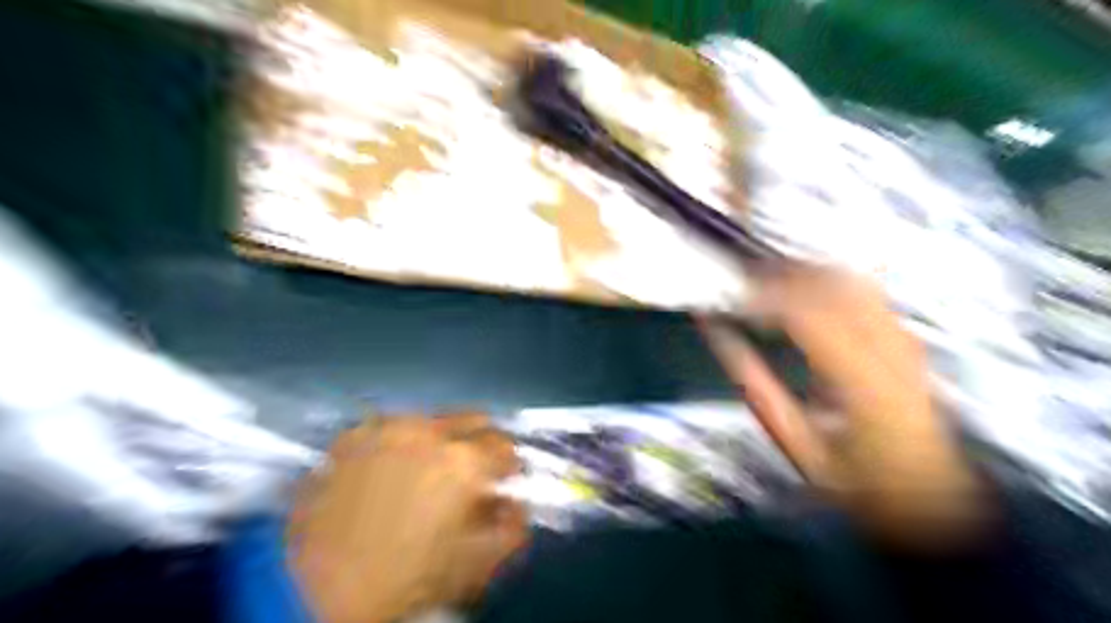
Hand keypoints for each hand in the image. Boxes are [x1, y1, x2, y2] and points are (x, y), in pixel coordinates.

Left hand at [287, 414, 525, 621]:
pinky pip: (394, 426)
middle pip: (475, 419)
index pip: (507, 446)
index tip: (502, 483)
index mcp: (463, 463)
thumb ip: (513, 529)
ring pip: (434, 420)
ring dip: (442, 442)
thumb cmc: (402, 581)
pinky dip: (402, 443)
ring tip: (424, 475)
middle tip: (470, 473)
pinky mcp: (354, 432)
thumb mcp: (473, 566)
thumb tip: (519, 502)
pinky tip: (388, 472)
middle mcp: (429, 432)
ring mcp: (387, 426)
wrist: (310, 588)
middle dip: (481, 444)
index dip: (509, 467)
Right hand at [702, 266, 987, 547]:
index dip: (763, 296)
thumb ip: (754, 385)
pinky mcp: (904, 337)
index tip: (730, 298)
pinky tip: (800, 294)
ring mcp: (904, 339)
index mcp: (864, 384)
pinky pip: (862, 290)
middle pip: (831, 284)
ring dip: (800, 274)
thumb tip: (720, 336)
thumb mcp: (796, 443)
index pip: (808, 313)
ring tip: (764, 287)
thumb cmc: (857, 480)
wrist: (927, 496)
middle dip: (778, 277)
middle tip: (740, 287)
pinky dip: (823, 282)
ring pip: (848, 278)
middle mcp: (892, 351)